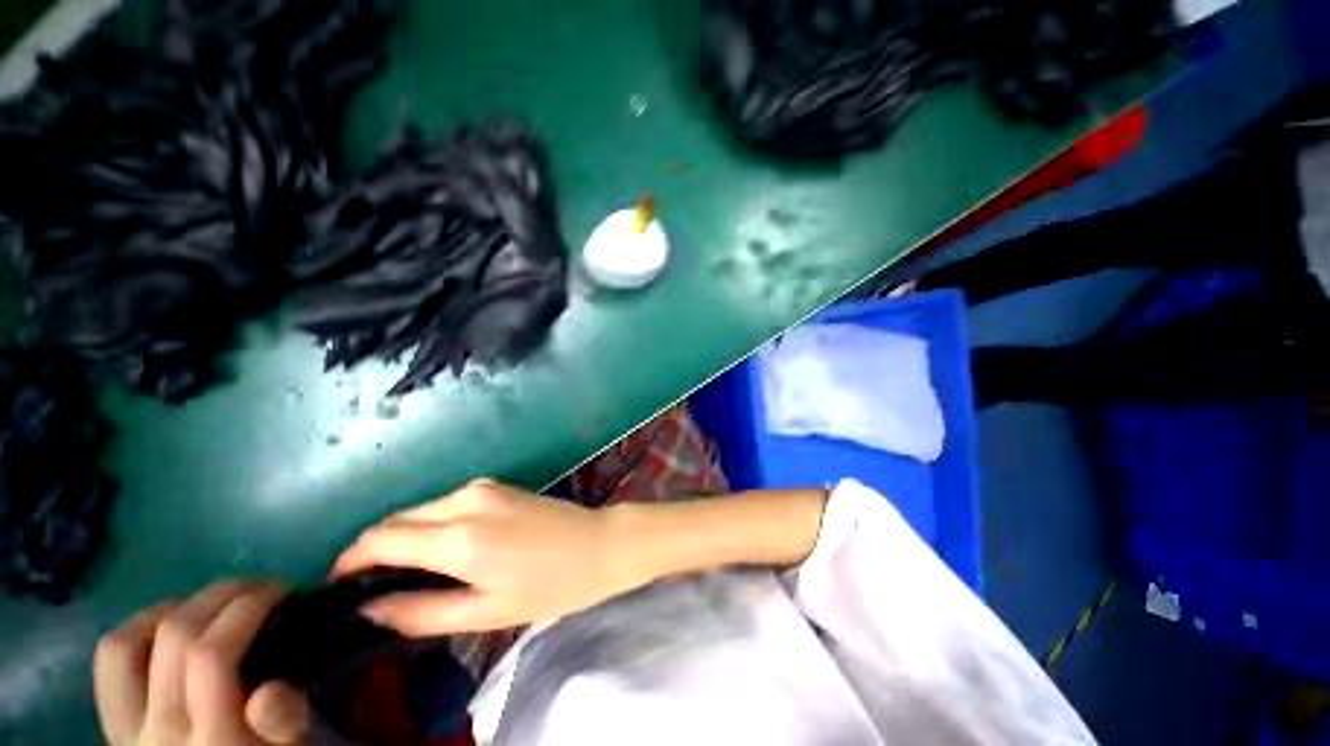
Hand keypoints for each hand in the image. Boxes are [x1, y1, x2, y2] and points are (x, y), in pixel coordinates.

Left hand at [94, 580, 309, 745]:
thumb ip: (283, 724)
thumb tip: (269, 691)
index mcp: (213, 741)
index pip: (211, 656)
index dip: (246, 608)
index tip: (282, 590)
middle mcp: (162, 733)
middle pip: (174, 638)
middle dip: (221, 595)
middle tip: (257, 588)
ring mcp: (127, 730)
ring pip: (126, 642)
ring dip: (175, 609)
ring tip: (212, 606)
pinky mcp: (113, 724)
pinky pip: (109, 662)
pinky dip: (139, 629)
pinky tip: (168, 628)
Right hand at [332, 479, 640, 635]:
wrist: (601, 543)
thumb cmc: (551, 585)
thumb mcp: (486, 612)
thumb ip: (422, 612)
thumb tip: (369, 609)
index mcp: (459, 536)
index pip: (379, 539)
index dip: (348, 562)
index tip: (336, 590)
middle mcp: (465, 500)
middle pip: (397, 520)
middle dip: (373, 551)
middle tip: (372, 589)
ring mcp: (484, 487)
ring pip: (421, 510)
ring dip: (404, 538)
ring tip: (408, 576)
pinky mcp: (498, 485)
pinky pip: (447, 504)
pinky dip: (431, 525)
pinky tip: (443, 551)